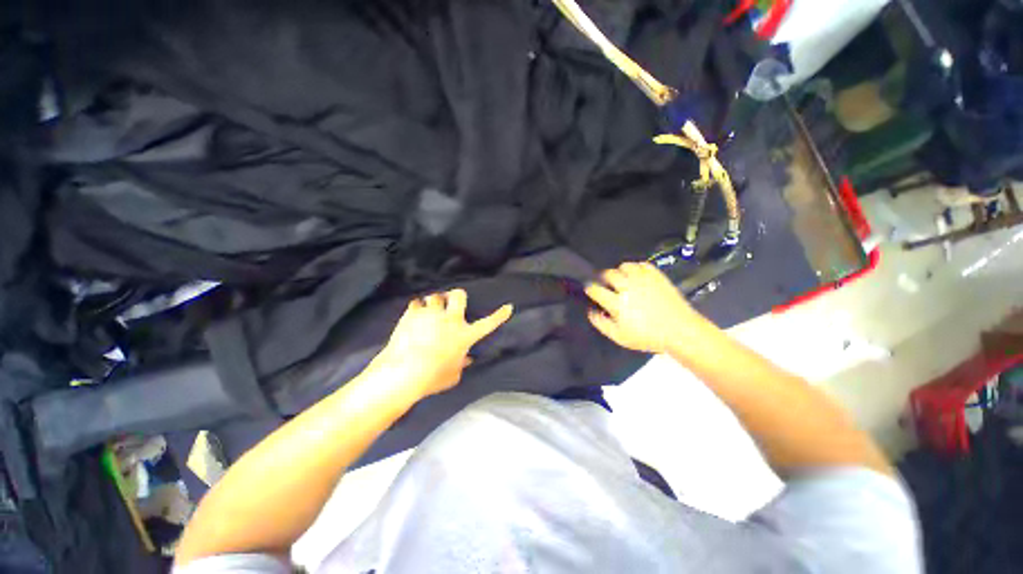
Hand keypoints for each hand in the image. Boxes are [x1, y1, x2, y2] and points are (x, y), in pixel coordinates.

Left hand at [369, 289, 512, 399]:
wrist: (404, 373)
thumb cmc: (432, 378)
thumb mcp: (452, 375)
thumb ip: (461, 364)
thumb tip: (466, 359)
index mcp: (464, 335)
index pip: (488, 323)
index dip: (500, 315)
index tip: (508, 307)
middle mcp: (450, 320)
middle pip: (458, 295)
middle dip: (456, 295)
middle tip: (451, 301)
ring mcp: (431, 315)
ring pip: (435, 296)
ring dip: (434, 303)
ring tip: (429, 310)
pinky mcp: (412, 315)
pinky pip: (416, 304)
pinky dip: (416, 308)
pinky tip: (414, 315)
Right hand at [585, 261, 702, 353]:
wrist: (680, 330)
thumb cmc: (647, 336)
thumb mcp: (619, 337)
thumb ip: (601, 323)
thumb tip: (590, 310)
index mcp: (618, 303)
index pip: (596, 289)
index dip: (589, 288)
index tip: (589, 289)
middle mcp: (628, 287)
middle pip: (608, 273)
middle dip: (603, 278)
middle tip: (605, 284)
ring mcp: (644, 279)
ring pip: (624, 266)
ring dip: (619, 271)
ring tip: (621, 279)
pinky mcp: (657, 275)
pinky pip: (641, 264)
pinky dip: (635, 268)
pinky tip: (636, 277)